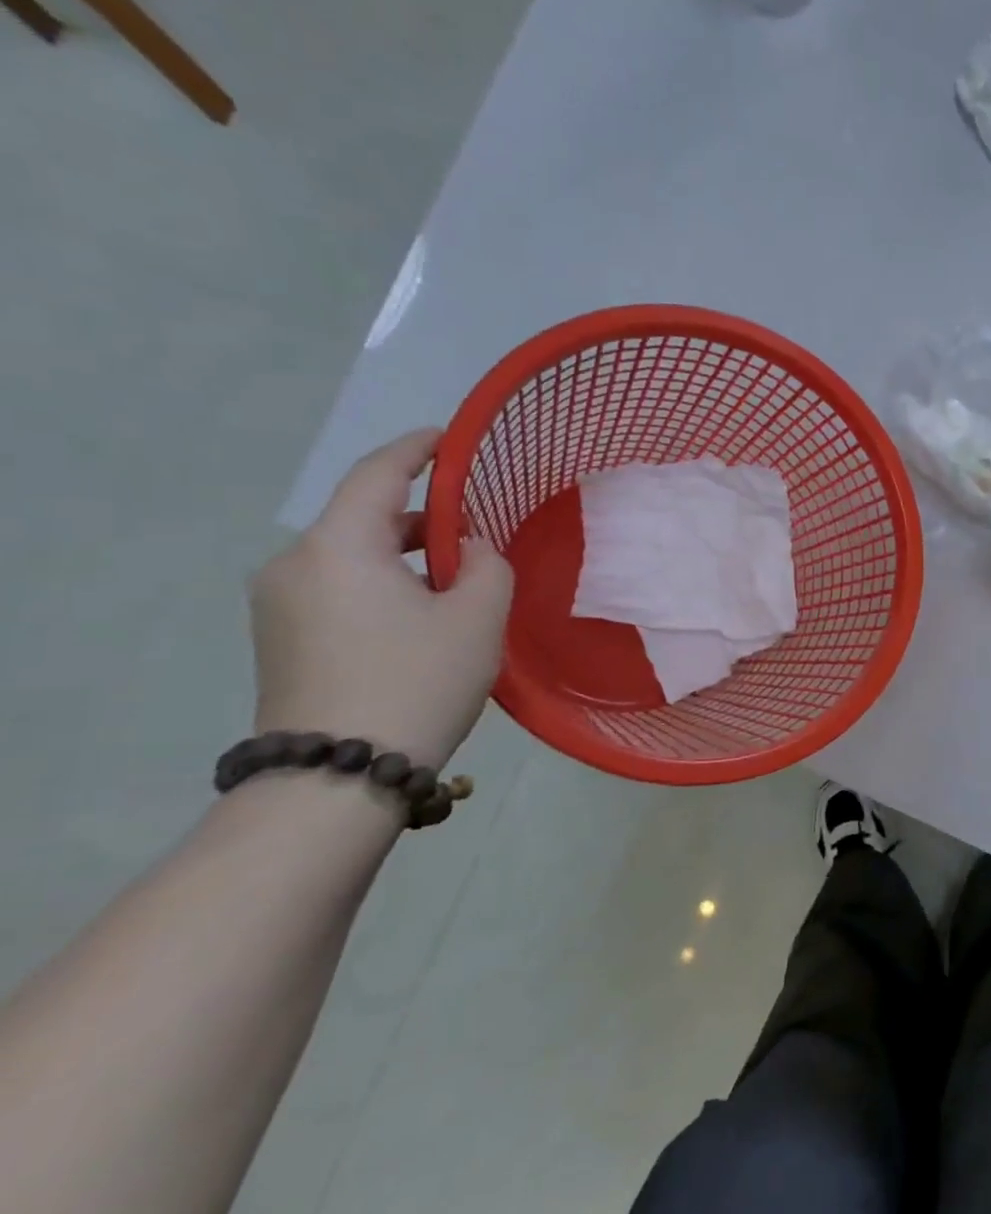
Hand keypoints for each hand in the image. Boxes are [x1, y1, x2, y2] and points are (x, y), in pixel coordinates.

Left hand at [250, 430, 513, 769]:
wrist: (337, 776)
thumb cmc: (417, 681)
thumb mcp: (478, 617)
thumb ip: (489, 565)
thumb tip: (473, 550)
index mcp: (339, 546)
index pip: (378, 475)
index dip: (417, 449)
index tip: (450, 437)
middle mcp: (295, 564)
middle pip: (364, 517)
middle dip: (423, 515)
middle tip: (479, 528)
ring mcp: (279, 604)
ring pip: (352, 555)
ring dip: (405, 555)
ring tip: (459, 579)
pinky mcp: (280, 638)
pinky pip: (339, 587)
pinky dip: (382, 583)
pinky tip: (421, 613)